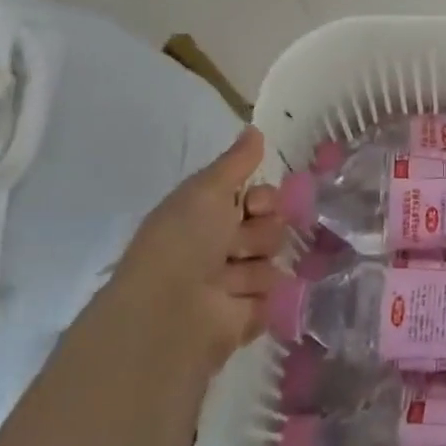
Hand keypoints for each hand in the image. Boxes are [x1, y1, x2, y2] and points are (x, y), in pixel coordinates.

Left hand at [117, 127, 287, 368]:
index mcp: (207, 216)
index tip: (254, 204)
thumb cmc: (183, 242)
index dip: (264, 198)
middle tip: (237, 244)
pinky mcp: (248, 316)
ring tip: (230, 280)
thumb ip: (237, 161)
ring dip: (255, 266)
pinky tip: (240, 301)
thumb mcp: (206, 189)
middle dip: (261, 232)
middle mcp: (220, 247)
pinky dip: (262, 296)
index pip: (258, 197)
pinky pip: (276, 295)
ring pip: (274, 260)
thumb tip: (255, 128)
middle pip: (271, 226)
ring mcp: (235, 283)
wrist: (169, 312)